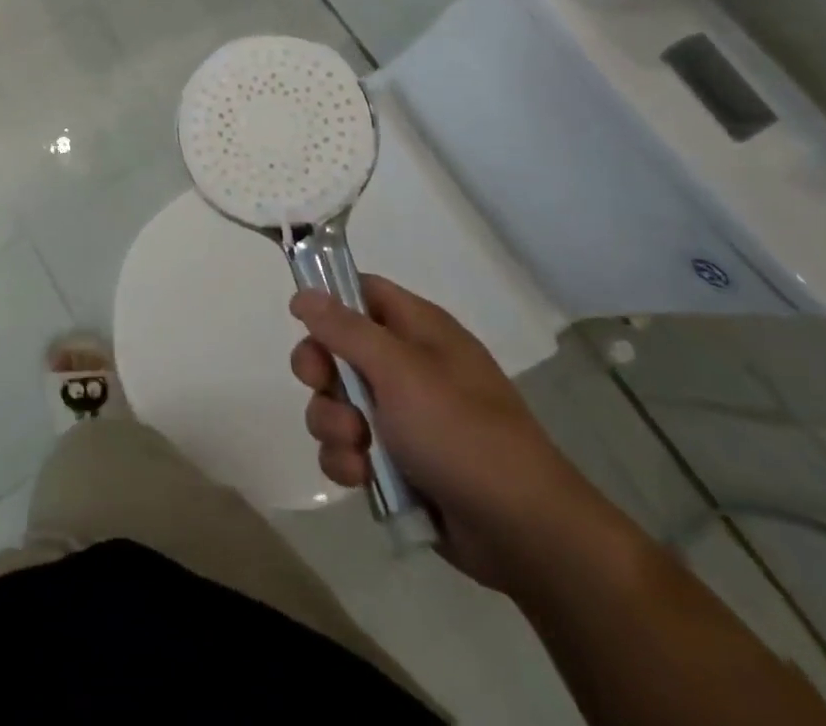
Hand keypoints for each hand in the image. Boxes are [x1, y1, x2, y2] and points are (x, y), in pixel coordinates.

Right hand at [290, 277, 617, 593]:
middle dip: (320, 373)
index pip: (362, 292)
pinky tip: (361, 477)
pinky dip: (347, 461)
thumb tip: (304, 293)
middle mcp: (407, 366)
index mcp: (418, 330)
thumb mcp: (400, 370)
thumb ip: (346, 329)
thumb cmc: (463, 432)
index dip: (328, 300)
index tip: (300, 320)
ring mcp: (402, 416)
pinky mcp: (396, 462)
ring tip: (356, 447)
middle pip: (337, 349)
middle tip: (322, 387)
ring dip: (333, 424)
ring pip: (336, 403)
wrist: (524, 534)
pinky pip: (348, 448)